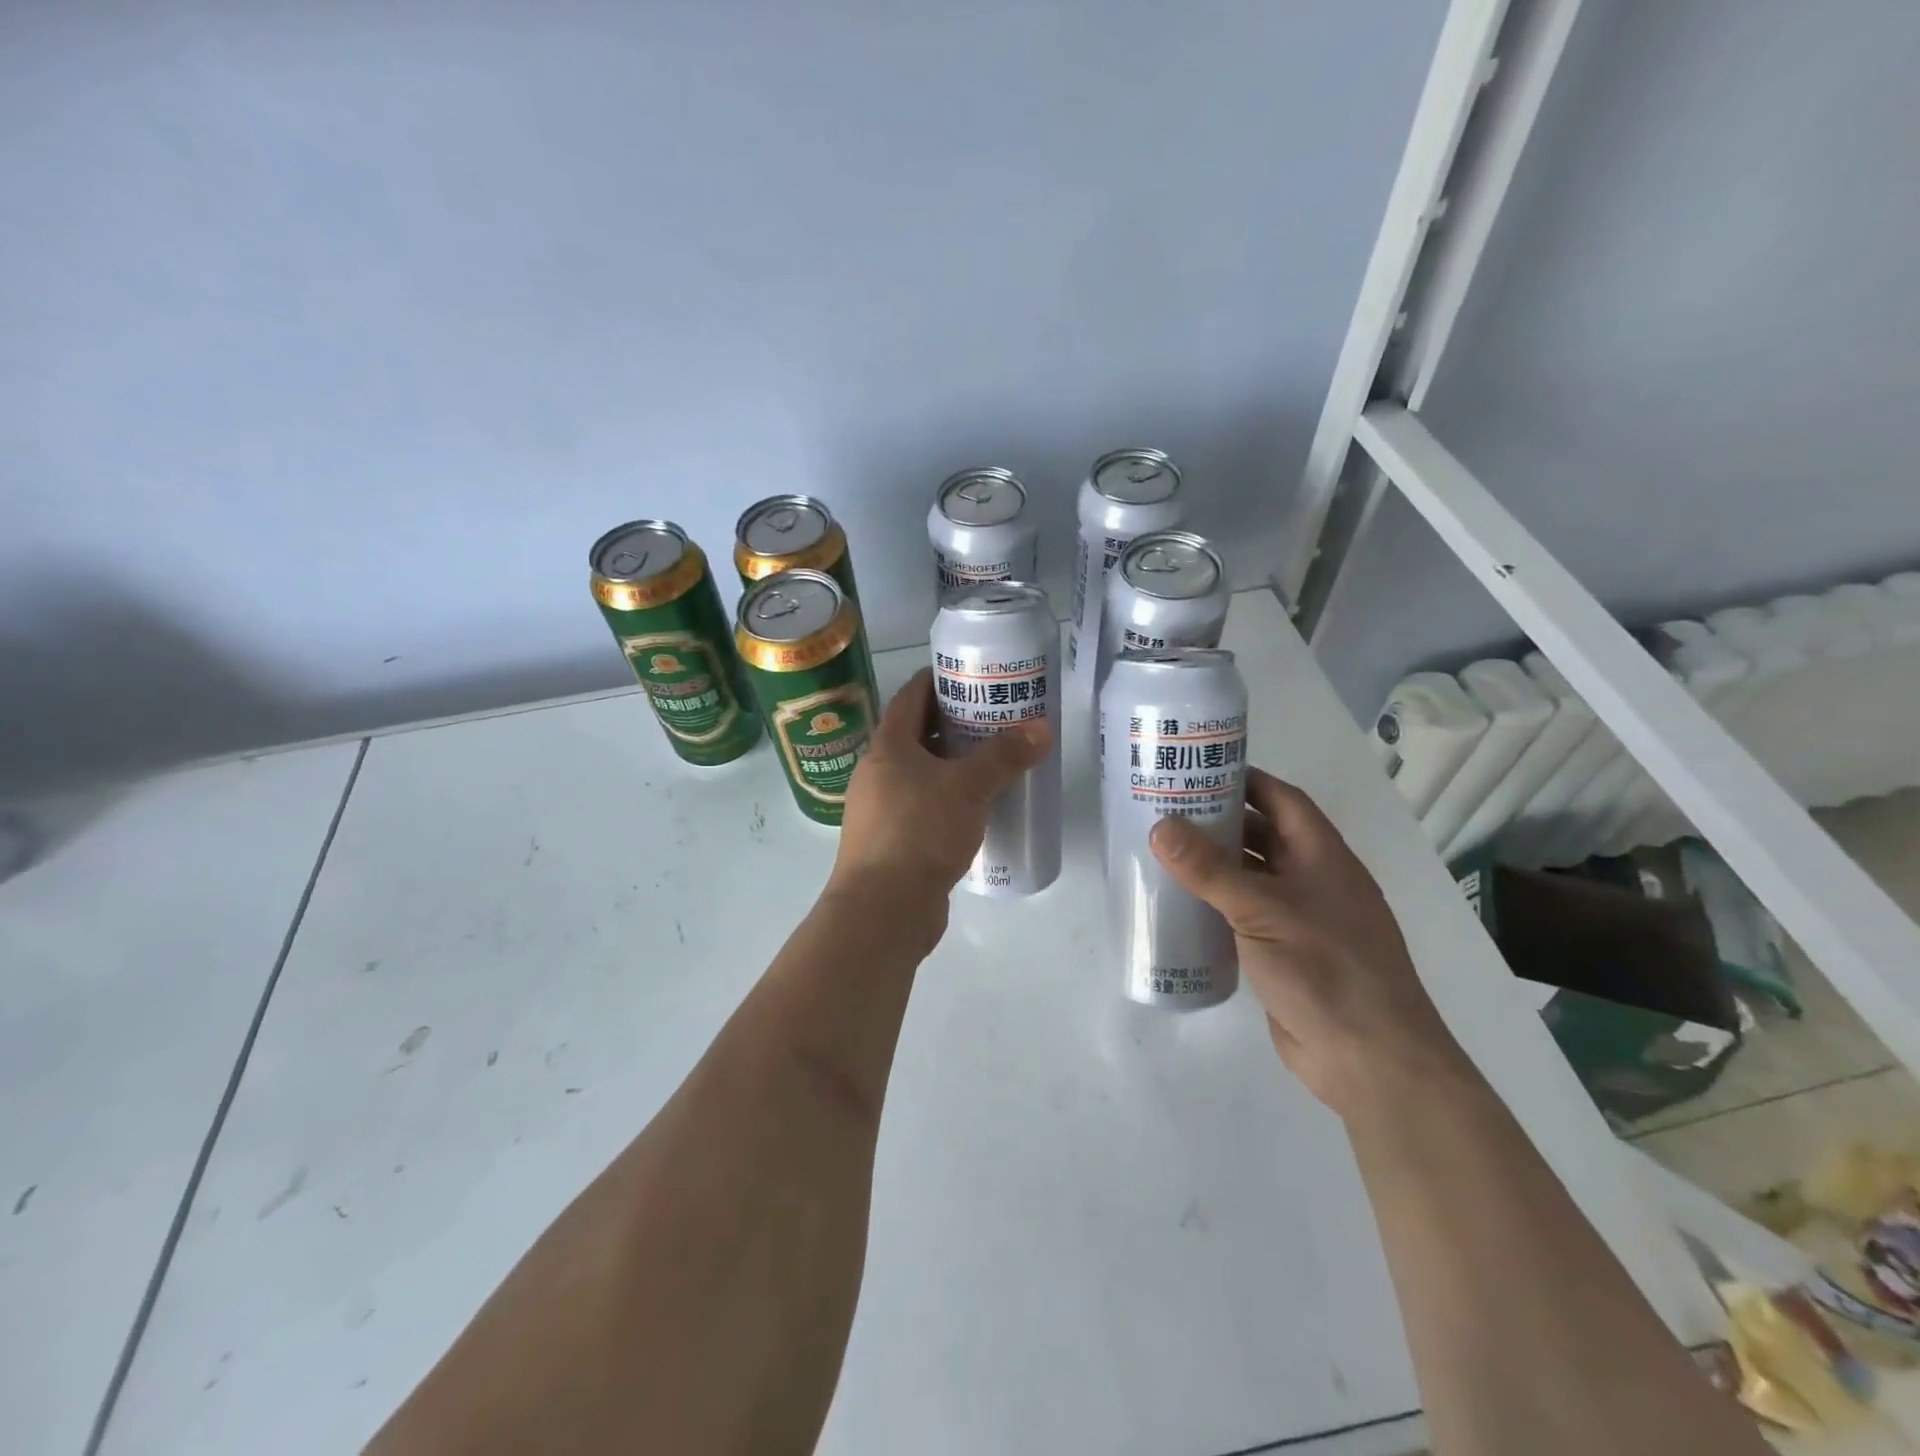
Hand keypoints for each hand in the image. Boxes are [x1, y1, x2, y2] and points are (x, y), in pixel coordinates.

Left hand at [828, 669, 1049, 919]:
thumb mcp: (968, 787)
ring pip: (921, 775)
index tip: (970, 675)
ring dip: (953, 766)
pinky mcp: (892, 843)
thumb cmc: (920, 832)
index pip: (910, 697)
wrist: (883, 910)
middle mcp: (878, 773)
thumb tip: (1042, 727)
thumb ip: (1004, 756)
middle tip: (995, 718)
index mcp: (888, 748)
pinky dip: (949, 802)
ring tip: (994, 761)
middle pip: (917, 736)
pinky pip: (924, 809)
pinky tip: (978, 810)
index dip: (937, 680)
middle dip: (954, 725)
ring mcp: (881, 810)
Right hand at [1149, 767, 1478, 1116]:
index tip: (1198, 770)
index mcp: (1322, 856)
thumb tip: (1160, 827)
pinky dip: (1216, 905)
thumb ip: (1209, 869)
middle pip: (1264, 836)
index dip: (1246, 780)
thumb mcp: (1262, 910)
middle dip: (1220, 821)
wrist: (1370, 1060)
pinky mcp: (1285, 955)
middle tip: (1166, 810)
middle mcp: (1314, 881)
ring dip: (1214, 865)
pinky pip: (1245, 916)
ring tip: (1162, 852)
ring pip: (1252, 878)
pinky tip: (1180, 905)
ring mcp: (1301, 920)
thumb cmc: (1326, 968)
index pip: (1283, 800)